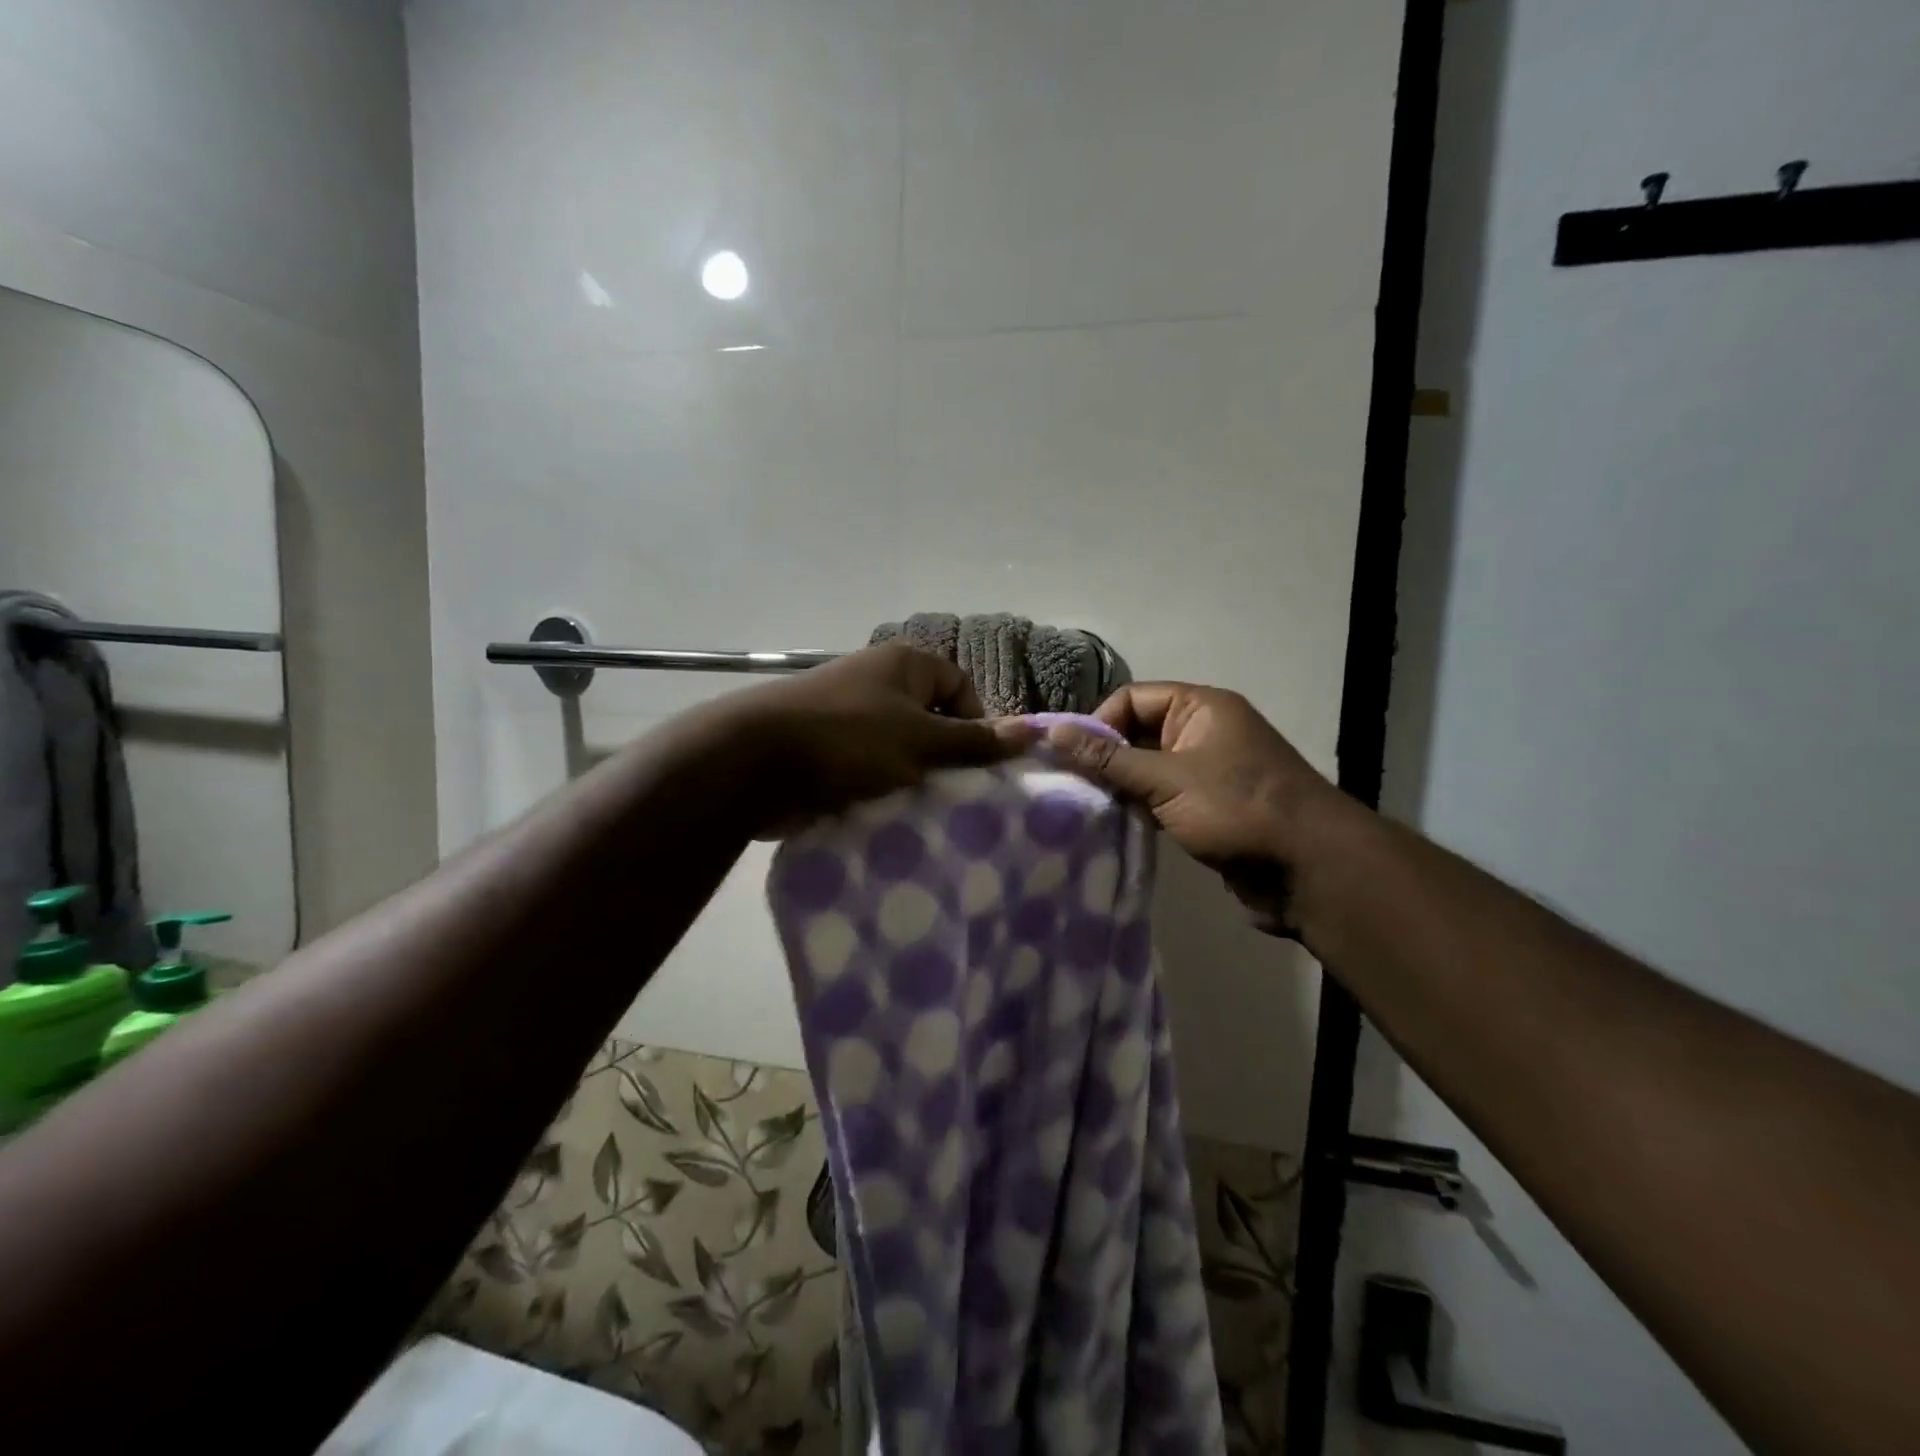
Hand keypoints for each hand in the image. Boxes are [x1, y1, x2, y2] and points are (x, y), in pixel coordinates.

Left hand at [735, 642, 1027, 827]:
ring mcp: (848, 715)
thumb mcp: (921, 741)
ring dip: (912, 779)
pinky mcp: (826, 749)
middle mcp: (877, 682)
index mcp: (904, 664)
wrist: (754, 762)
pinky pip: (869, 768)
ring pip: (900, 749)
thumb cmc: (849, 740)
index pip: (961, 687)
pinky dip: (880, 789)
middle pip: (931, 720)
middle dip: (944, 758)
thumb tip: (1034, 730)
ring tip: (922, 810)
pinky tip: (888, 816)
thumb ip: (975, 741)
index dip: (976, 723)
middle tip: (955, 795)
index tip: (976, 764)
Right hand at [1045, 683, 1346, 930]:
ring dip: (1122, 786)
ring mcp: (1208, 770)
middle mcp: (1204, 731)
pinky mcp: (1209, 807)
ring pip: (1148, 768)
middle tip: (1073, 787)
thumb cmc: (1235, 808)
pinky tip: (1116, 825)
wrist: (1308, 869)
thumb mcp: (1165, 779)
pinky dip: (1141, 808)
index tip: (1074, 759)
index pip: (1132, 698)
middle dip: (1106, 758)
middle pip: (1138, 732)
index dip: (1100, 723)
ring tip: (1088, 807)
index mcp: (1200, 707)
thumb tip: (1053, 732)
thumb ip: (1108, 759)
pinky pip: (1164, 797)